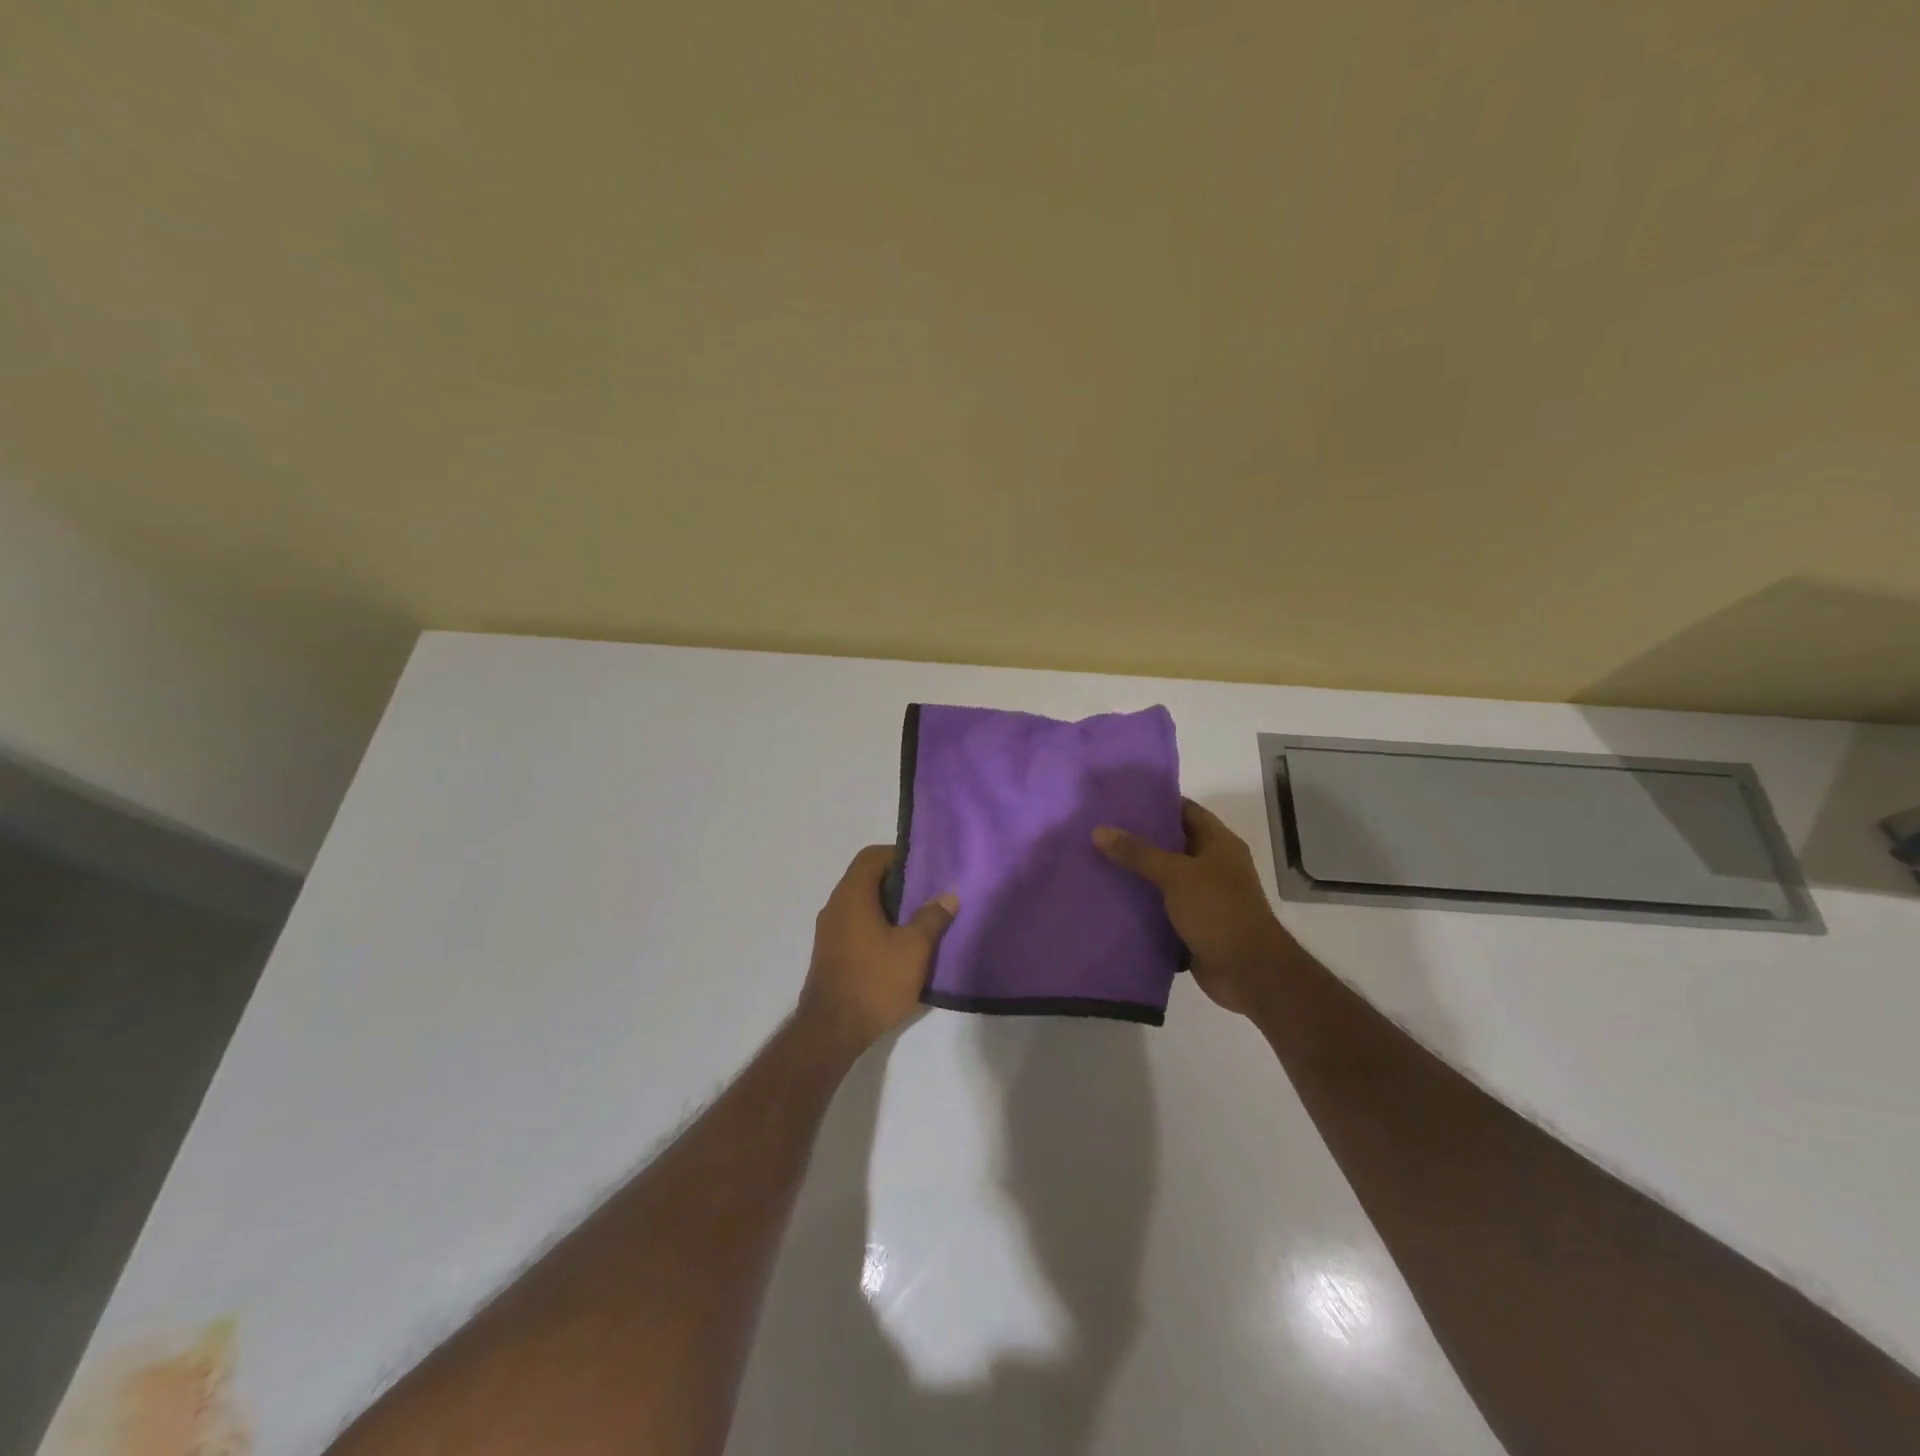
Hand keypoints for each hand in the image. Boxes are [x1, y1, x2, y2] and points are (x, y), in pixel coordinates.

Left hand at [798, 845, 957, 1055]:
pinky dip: (877, 925)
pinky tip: (899, 946)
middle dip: (898, 882)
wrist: (832, 1031)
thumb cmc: (875, 981)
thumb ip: (932, 917)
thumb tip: (948, 894)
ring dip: (888, 906)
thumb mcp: (914, 949)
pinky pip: (855, 925)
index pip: (872, 856)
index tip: (925, 867)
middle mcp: (835, 906)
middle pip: (866, 878)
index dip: (898, 855)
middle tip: (929, 892)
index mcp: (852, 895)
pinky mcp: (830, 953)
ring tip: (919, 919)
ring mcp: (829, 931)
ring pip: (861, 904)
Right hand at [1094, 800, 1298, 1016]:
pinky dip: (1142, 906)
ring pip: (1164, 878)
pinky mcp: (1193, 925)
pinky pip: (1162, 908)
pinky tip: (1111, 899)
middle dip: (1139, 839)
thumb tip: (1099, 830)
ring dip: (1137, 874)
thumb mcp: (1176, 875)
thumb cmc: (1218, 911)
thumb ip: (1138, 853)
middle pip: (1172, 844)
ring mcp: (1204, 897)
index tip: (1120, 800)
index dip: (1157, 803)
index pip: (1186, 811)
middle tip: (1100, 831)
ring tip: (1097, 861)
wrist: (1248, 972)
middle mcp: (1213, 866)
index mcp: (1219, 844)